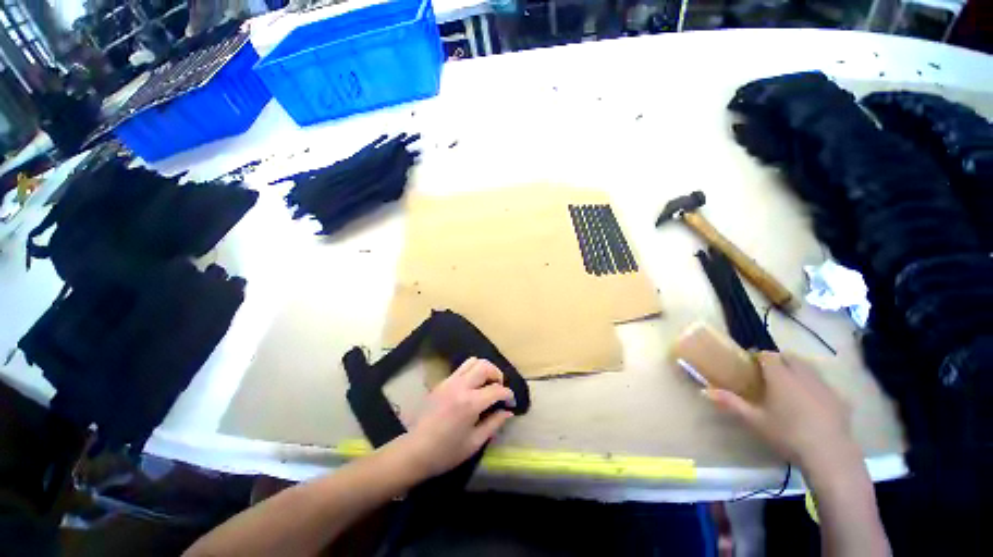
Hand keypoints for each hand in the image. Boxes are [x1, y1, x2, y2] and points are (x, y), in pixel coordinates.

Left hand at [402, 357, 515, 478]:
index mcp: (470, 403)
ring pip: (473, 361)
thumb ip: (494, 423)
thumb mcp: (475, 442)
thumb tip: (508, 412)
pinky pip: (462, 368)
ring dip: (484, 369)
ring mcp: (449, 381)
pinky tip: (473, 387)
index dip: (508, 395)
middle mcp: (461, 386)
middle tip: (499, 389)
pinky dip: (472, 371)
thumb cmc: (447, 452)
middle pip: (485, 366)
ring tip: (487, 384)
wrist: (415, 451)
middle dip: (497, 375)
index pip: (496, 389)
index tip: (511, 403)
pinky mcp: (442, 382)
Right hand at [706, 352, 858, 471]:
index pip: (768, 355)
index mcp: (781, 376)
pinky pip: (825, 385)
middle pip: (791, 357)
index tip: (752, 364)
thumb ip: (731, 403)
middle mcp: (803, 375)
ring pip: (810, 368)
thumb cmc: (787, 434)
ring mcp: (825, 386)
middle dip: (780, 360)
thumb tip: (704, 391)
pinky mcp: (841, 399)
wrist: (830, 455)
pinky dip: (816, 386)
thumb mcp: (754, 421)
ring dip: (799, 369)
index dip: (759, 356)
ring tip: (790, 385)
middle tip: (770, 374)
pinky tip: (813, 403)